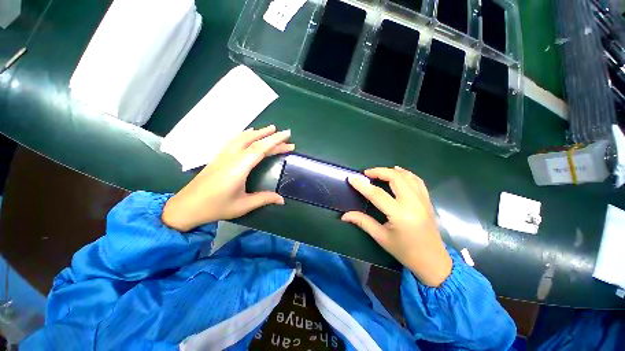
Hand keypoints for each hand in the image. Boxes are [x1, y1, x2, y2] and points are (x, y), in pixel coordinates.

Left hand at [162, 125, 293, 231]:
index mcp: (239, 167)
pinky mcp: (218, 157)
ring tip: (270, 129)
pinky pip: (234, 140)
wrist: (186, 206)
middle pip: (254, 141)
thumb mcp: (243, 206)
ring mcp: (223, 155)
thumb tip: (282, 200)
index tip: (287, 135)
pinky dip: (245, 134)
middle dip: (271, 137)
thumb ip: (264, 199)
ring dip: (258, 132)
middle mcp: (231, 157)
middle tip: (286, 135)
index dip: (275, 141)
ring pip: (242, 137)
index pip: (260, 149)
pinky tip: (248, 133)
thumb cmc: (216, 207)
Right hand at [342, 167, 451, 286]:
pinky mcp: (427, 200)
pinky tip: (398, 173)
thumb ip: (362, 222)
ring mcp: (422, 200)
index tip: (351, 178)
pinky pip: (417, 181)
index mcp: (399, 214)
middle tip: (366, 173)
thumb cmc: (404, 251)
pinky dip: (406, 174)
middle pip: (395, 178)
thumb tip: (344, 215)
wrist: (432, 261)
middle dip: (379, 172)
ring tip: (379, 172)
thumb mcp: (381, 237)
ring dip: (391, 171)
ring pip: (407, 176)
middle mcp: (412, 203)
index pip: (377, 194)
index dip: (362, 185)